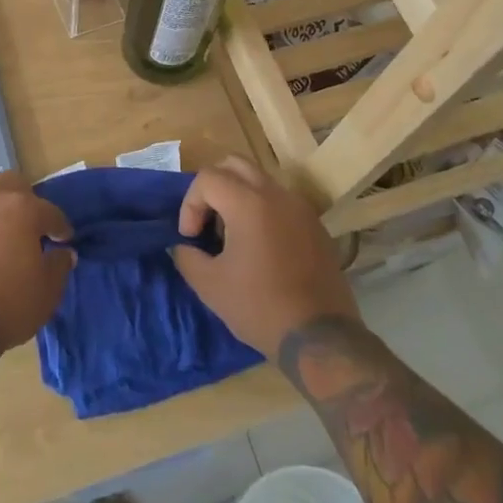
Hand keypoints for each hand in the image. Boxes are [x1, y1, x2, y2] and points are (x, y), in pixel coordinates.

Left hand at [0, 172, 74, 352]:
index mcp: (20, 209)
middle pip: (9, 185)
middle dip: (22, 201)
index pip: (48, 210)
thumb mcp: (47, 292)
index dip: (59, 225)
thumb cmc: (8, 307)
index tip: (63, 239)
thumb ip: (58, 265)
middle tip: (26, 228)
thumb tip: (62, 252)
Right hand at [171, 157, 357, 357]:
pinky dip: (262, 210)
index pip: (208, 178)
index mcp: (248, 203)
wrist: (320, 337)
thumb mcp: (210, 285)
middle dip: (213, 187)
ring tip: (232, 235)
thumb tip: (182, 246)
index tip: (191, 237)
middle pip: (235, 164)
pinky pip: (281, 202)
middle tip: (207, 221)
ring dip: (238, 196)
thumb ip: (187, 256)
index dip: (190, 203)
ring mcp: (300, 208)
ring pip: (260, 181)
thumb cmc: (259, 307)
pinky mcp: (316, 226)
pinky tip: (260, 248)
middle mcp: (276, 194)